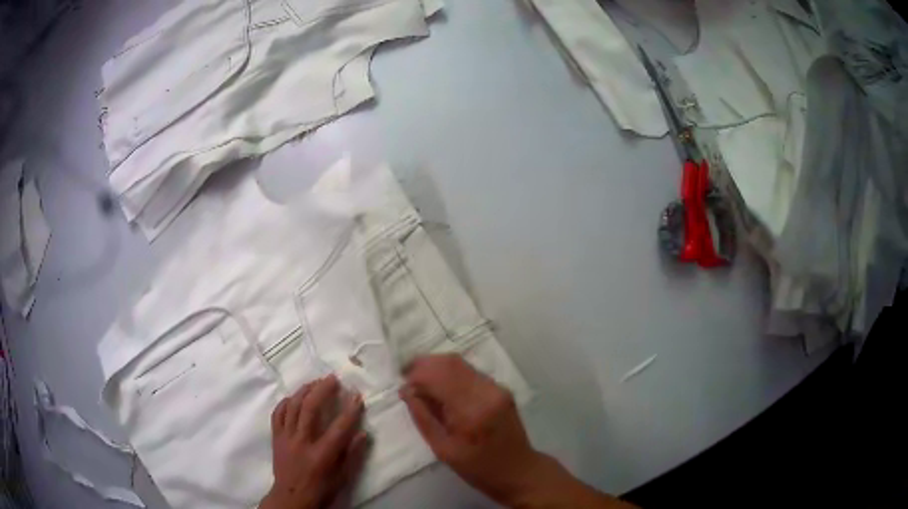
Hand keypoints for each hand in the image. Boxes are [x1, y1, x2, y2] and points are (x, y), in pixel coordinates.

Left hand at [261, 376, 368, 508]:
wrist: (291, 498)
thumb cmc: (321, 489)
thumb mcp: (343, 478)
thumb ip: (353, 455)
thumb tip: (364, 433)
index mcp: (322, 454)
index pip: (339, 427)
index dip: (350, 410)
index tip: (358, 396)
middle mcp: (302, 442)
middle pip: (311, 409)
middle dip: (323, 390)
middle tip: (333, 378)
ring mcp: (286, 438)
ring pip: (293, 407)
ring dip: (305, 391)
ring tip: (315, 382)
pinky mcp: (276, 437)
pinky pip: (278, 413)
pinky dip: (286, 402)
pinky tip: (294, 397)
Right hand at [399, 354, 542, 504]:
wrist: (518, 470)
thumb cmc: (477, 468)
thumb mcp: (443, 449)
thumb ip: (423, 418)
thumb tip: (407, 391)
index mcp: (471, 410)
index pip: (437, 377)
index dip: (415, 375)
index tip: (401, 386)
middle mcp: (486, 391)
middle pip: (450, 363)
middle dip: (424, 365)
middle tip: (407, 379)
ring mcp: (497, 388)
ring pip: (461, 364)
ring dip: (437, 368)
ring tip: (421, 384)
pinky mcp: (501, 389)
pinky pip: (471, 373)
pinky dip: (452, 375)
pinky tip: (442, 390)